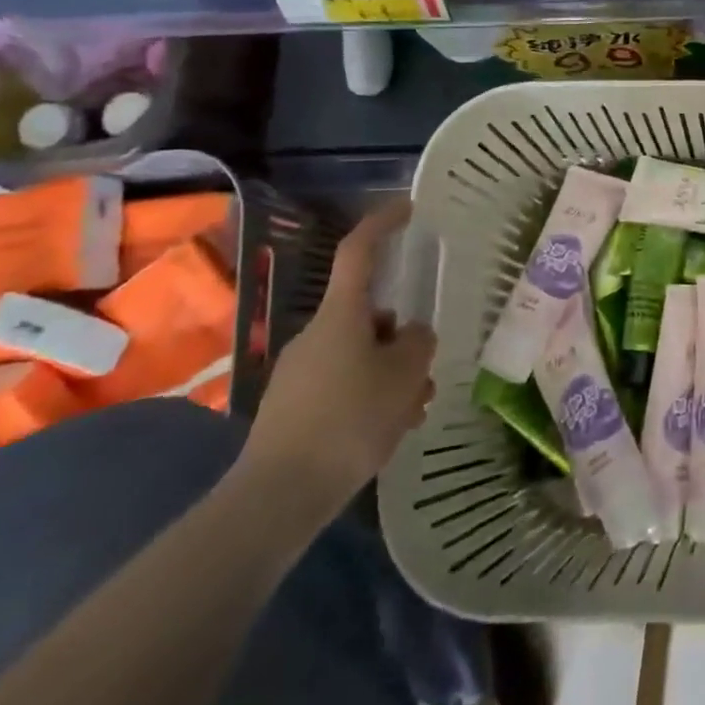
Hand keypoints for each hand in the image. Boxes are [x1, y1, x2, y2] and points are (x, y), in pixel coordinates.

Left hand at [237, 196, 435, 525]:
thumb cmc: (349, 421)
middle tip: (426, 373)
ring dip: (391, 375)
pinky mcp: (292, 406)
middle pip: (370, 317)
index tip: (407, 208)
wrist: (278, 496)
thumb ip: (418, 344)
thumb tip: (411, 335)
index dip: (382, 224)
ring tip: (413, 412)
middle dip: (402, 340)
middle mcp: (316, 334)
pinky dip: (370, 398)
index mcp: (341, 316)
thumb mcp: (404, 377)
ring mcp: (300, 371)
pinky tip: (386, 431)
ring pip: (361, 356)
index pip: (358, 252)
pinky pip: (343, 385)